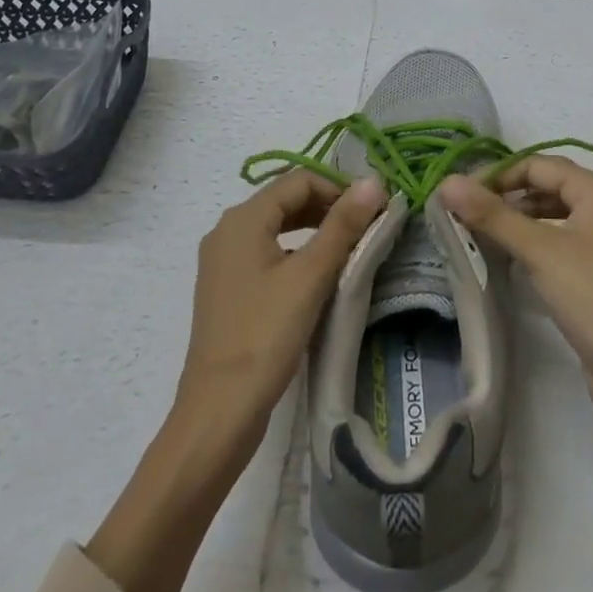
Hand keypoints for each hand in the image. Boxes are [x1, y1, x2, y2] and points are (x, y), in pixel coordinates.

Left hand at [86, 170, 385, 591]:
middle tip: (364, 227)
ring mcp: (222, 261)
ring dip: (313, 228)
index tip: (371, 210)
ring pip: (276, 225)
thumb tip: (374, 181)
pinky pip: (265, 250)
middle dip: (326, 206)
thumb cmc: (265, 335)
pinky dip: (294, 250)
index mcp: (242, 219)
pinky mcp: (226, 288)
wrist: (219, 411)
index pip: (298, 180)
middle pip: (284, 199)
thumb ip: (343, 225)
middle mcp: (227, 230)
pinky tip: (315, 274)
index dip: (337, 188)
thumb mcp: (311, 276)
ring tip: (347, 247)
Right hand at [439, 160, 592, 434]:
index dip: (497, 175)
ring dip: (516, 218)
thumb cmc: (592, 297)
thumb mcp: (539, 250)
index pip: (536, 164)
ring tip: (480, 232)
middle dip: (506, 195)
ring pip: (550, 213)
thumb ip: (492, 215)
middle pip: (545, 185)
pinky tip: (508, 256)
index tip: (458, 195)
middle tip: (464, 213)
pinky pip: (556, 240)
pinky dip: (531, 241)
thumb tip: (447, 181)